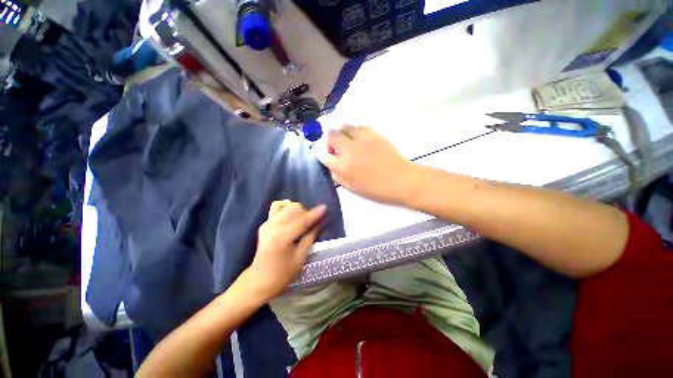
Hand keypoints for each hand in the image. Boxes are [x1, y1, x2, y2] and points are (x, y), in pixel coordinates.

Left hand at [247, 201, 325, 299]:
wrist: (259, 281)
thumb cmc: (283, 274)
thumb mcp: (300, 258)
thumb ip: (310, 237)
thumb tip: (319, 223)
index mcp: (282, 238)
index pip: (302, 221)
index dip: (314, 214)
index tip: (324, 208)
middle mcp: (273, 228)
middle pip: (293, 209)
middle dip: (305, 212)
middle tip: (312, 222)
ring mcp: (267, 224)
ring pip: (286, 207)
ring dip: (297, 211)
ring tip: (302, 221)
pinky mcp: (264, 225)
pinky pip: (277, 210)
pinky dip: (286, 210)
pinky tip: (291, 218)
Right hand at [319, 125, 417, 204]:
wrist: (401, 181)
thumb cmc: (376, 190)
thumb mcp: (352, 188)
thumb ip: (338, 176)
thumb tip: (331, 166)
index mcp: (343, 166)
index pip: (324, 156)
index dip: (324, 156)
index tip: (328, 158)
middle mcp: (349, 149)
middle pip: (331, 134)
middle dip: (329, 141)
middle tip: (336, 149)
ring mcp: (362, 139)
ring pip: (344, 126)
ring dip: (342, 134)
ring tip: (348, 143)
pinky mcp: (374, 134)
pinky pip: (359, 126)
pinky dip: (356, 132)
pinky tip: (360, 140)